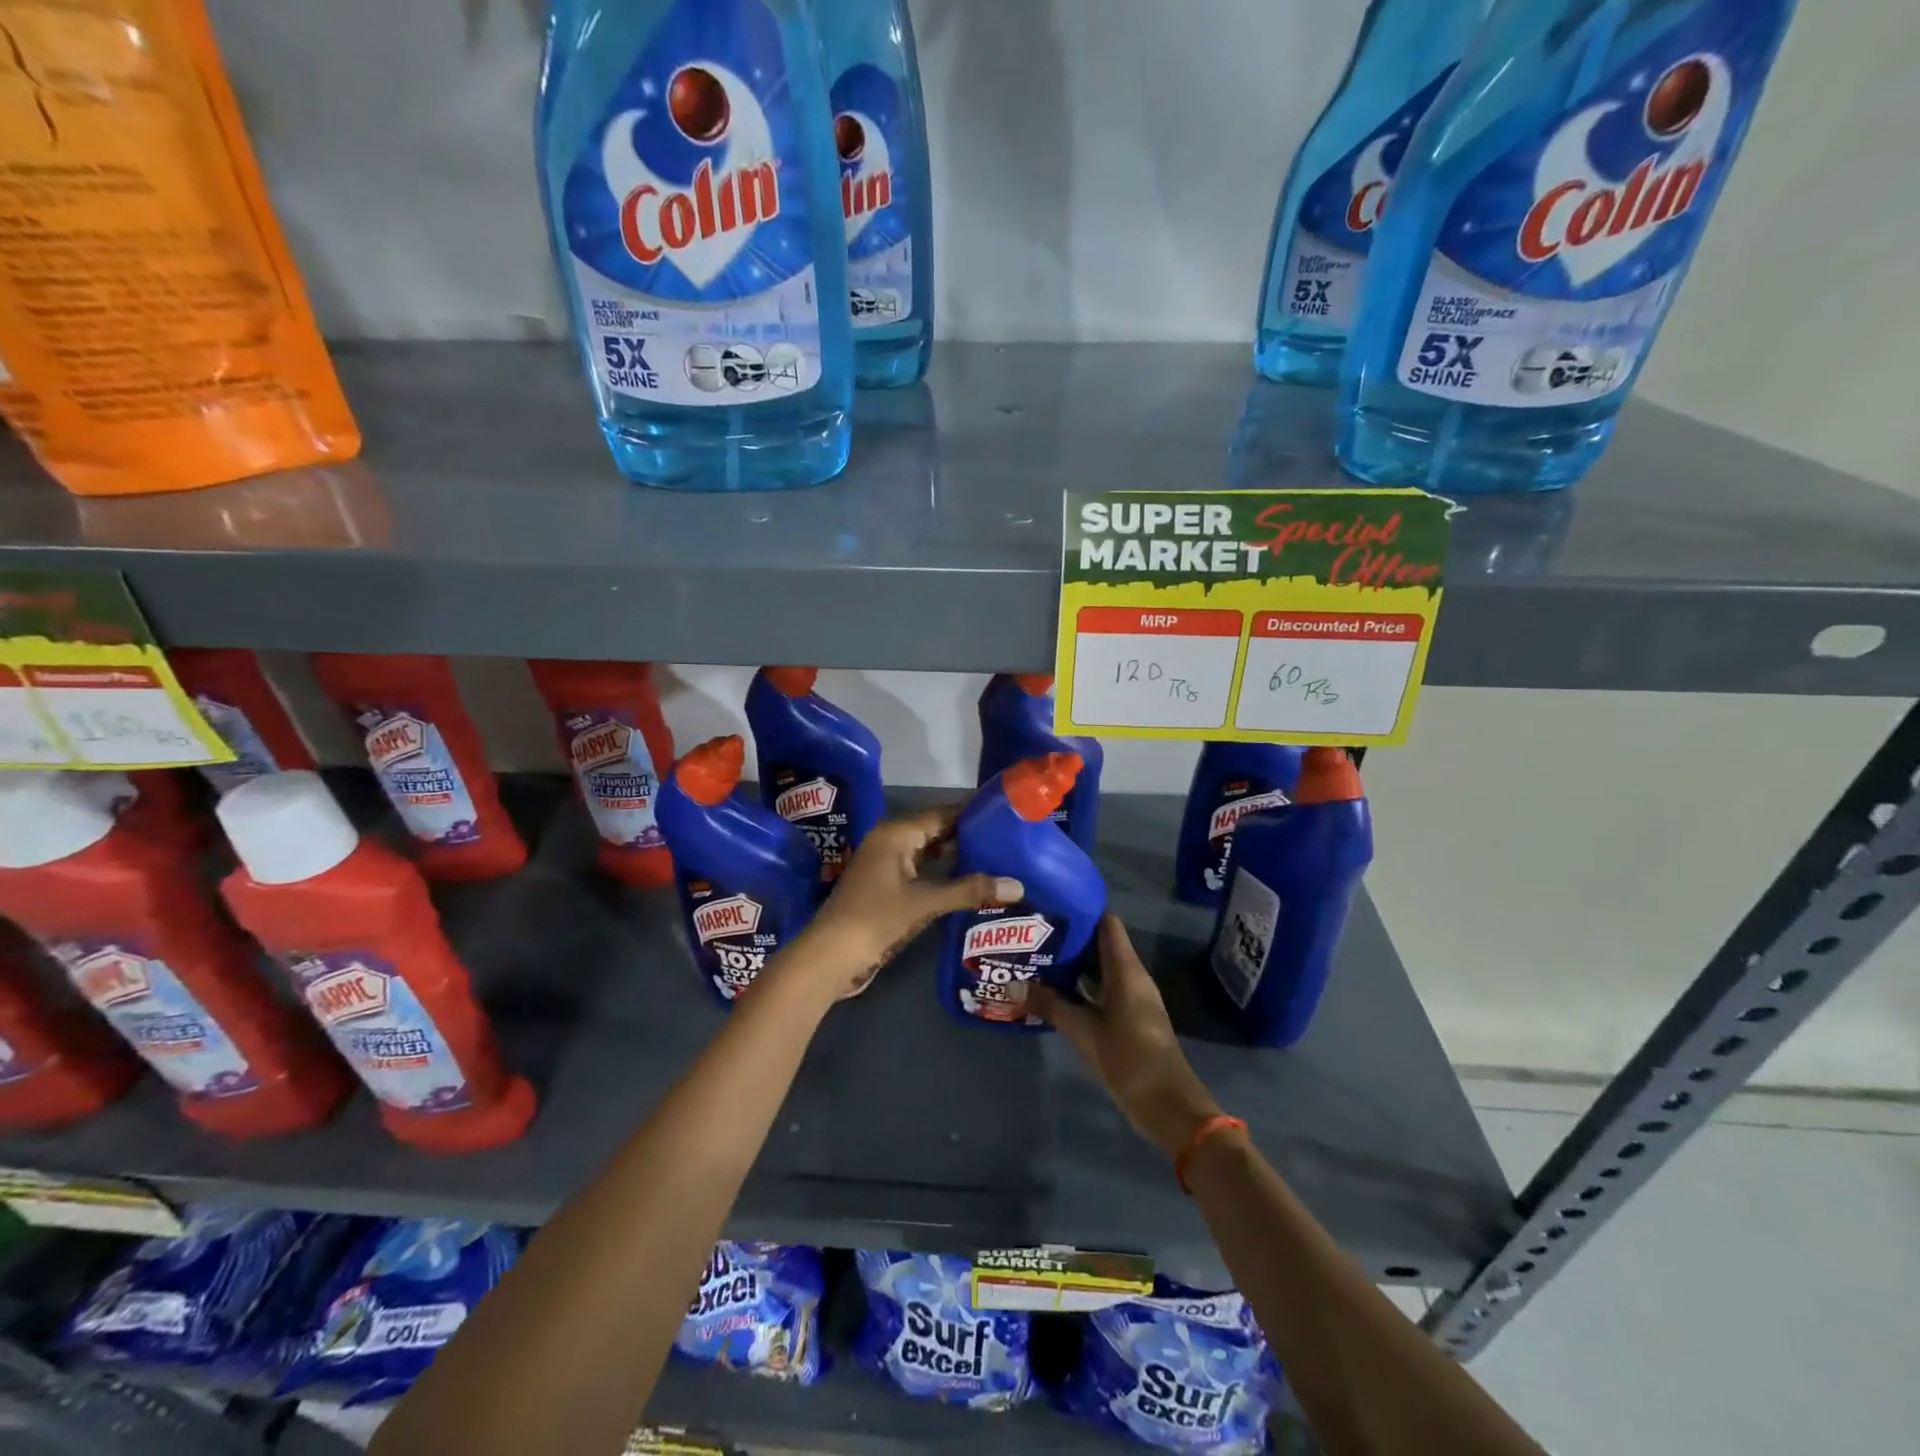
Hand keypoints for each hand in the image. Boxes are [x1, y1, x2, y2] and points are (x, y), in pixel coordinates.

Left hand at [794, 805, 1021, 999]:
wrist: (830, 957)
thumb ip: (970, 891)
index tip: (1005, 813)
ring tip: (997, 858)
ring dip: (957, 856)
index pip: (942, 813)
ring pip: (929, 852)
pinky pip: (921, 871)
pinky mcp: (886, 887)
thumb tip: (1018, 885)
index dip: (972, 813)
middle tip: (1008, 838)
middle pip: (936, 830)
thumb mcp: (925, 903)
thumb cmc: (875, 919)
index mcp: (896, 833)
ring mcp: (886, 865)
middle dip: (969, 835)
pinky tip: (969, 883)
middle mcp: (890, 841)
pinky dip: (943, 874)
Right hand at [1030, 916, 1223, 1157]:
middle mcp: (1131, 976)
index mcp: (1126, 969)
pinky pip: (1102, 990)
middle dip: (1070, 937)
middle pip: (1101, 944)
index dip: (1081, 910)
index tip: (1051, 905)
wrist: (1167, 1104)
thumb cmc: (1128, 1057)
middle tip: (1033, 932)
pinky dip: (1081, 986)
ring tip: (1037, 957)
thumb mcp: (1082, 1030)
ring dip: (1074, 964)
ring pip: (1100, 968)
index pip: (1106, 923)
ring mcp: (1132, 998)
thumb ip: (1048, 1004)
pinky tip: (1054, 992)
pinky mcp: (1128, 1018)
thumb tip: (1011, 983)